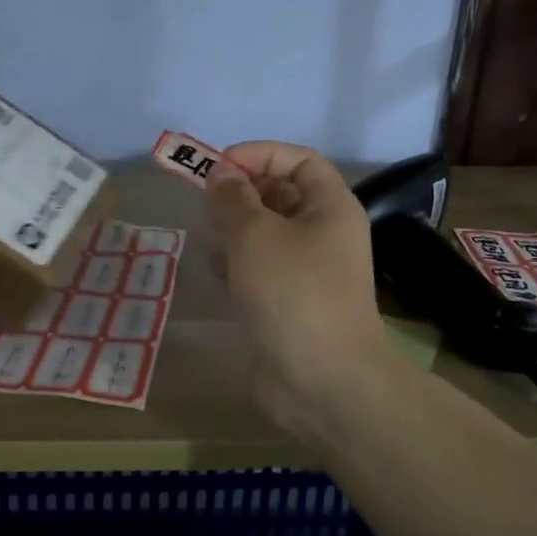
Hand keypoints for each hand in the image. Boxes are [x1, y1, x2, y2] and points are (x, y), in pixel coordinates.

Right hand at [205, 142, 389, 443]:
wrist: (322, 381)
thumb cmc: (293, 293)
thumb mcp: (255, 235)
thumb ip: (232, 198)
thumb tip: (220, 175)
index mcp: (330, 207)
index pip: (297, 159)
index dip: (258, 154)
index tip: (217, 167)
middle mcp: (323, 232)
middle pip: (279, 194)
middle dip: (240, 193)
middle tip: (206, 205)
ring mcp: (307, 270)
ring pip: (265, 232)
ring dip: (235, 230)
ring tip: (211, 239)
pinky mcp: (288, 301)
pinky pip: (259, 267)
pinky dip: (237, 263)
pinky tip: (217, 273)